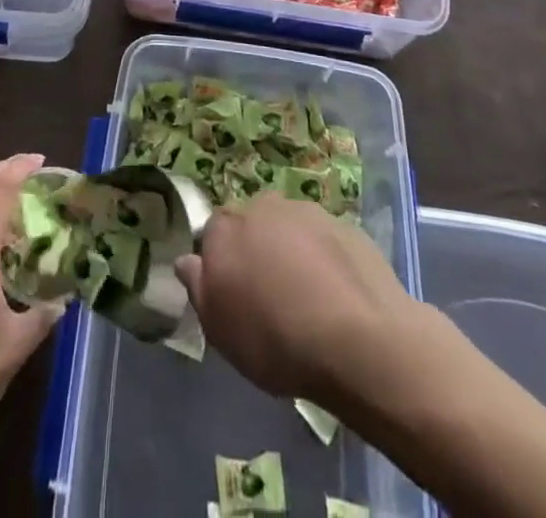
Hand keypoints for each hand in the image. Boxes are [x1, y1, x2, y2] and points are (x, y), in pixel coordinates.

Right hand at [175, 194, 408, 399]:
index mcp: (225, 227)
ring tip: (307, 297)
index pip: (212, 232)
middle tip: (269, 293)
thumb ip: (199, 287)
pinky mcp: (345, 224)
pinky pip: (325, 240)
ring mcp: (307, 211)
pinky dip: (325, 258)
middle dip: (257, 248)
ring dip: (292, 250)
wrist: (357, 339)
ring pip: (290, 227)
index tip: (233, 292)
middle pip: (252, 223)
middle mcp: (263, 205)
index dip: (222, 261)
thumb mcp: (221, 329)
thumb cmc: (275, 339)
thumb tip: (188, 260)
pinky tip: (337, 294)